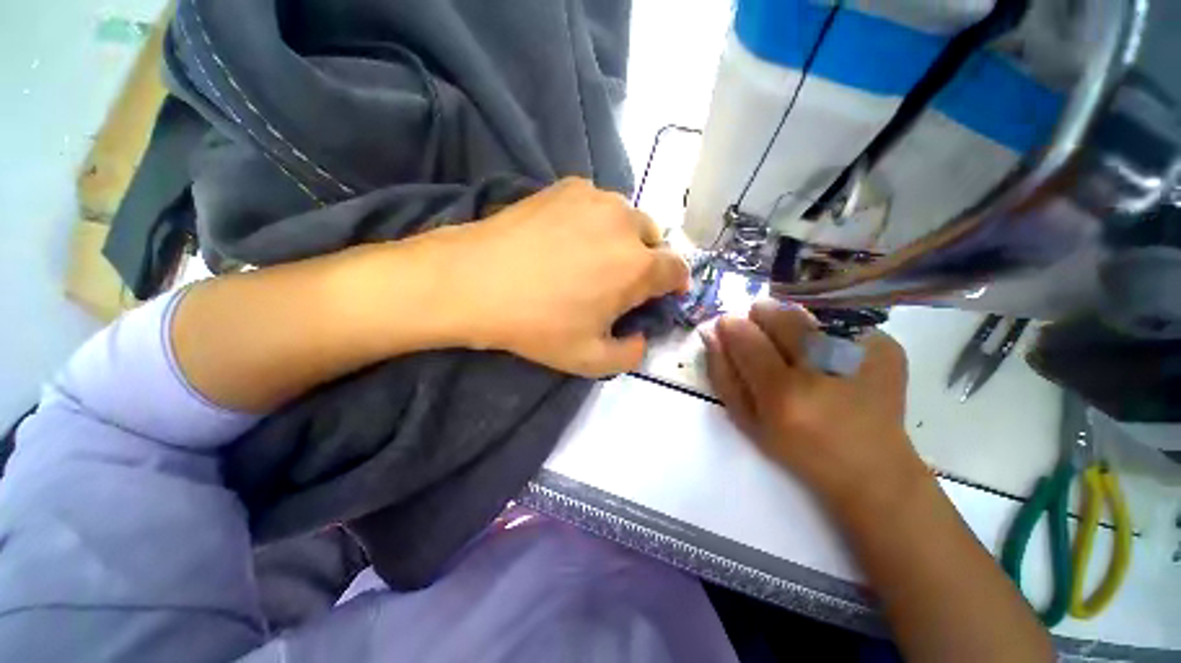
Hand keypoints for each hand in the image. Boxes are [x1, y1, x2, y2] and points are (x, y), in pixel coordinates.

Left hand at [439, 178, 688, 376]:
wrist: (476, 282)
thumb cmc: (538, 325)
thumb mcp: (589, 360)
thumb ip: (630, 355)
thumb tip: (641, 338)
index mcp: (638, 266)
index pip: (677, 269)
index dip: (675, 284)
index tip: (662, 295)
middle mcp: (625, 223)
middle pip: (654, 240)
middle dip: (647, 261)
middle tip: (620, 280)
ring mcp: (595, 199)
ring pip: (627, 218)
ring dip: (622, 238)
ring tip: (593, 256)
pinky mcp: (567, 187)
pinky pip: (597, 204)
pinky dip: (595, 220)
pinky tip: (567, 237)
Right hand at [700, 301, 927, 511]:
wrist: (873, 469)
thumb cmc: (799, 448)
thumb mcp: (747, 421)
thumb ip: (723, 373)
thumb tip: (710, 332)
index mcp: (784, 394)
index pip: (746, 337)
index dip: (732, 326)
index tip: (728, 325)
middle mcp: (823, 368)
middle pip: (780, 315)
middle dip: (763, 318)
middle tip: (764, 337)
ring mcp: (861, 353)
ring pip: (807, 314)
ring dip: (793, 325)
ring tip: (800, 351)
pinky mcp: (887, 347)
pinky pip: (838, 323)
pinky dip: (825, 334)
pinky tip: (834, 360)